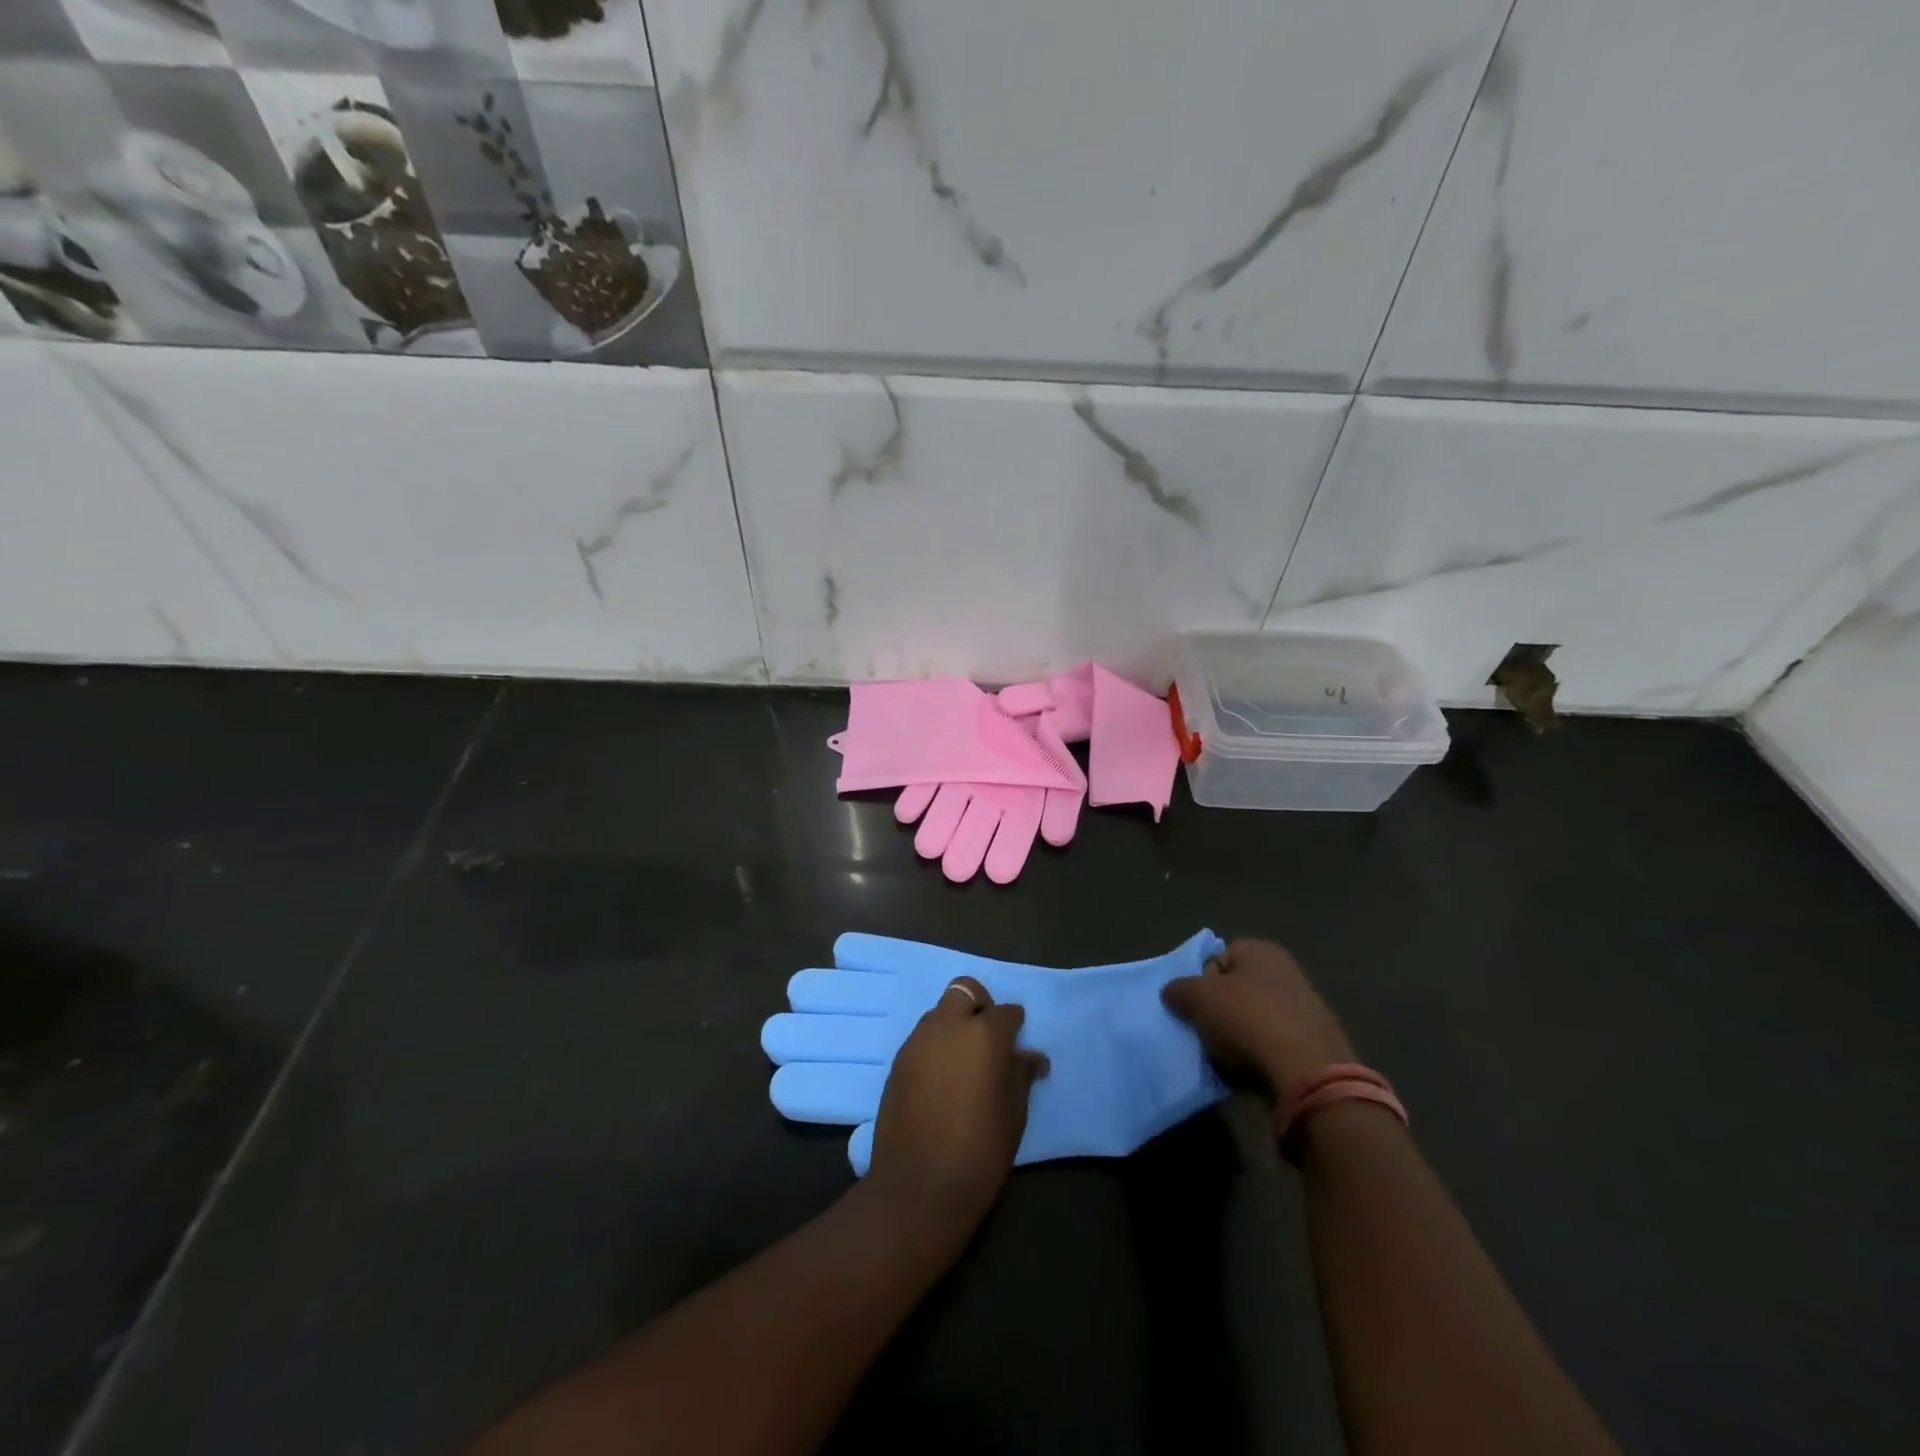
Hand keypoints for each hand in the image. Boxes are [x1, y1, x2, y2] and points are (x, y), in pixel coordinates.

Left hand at [866, 978, 1048, 1231]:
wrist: (918, 1186)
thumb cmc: (979, 1151)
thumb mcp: (1013, 1114)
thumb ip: (1020, 1075)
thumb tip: (1030, 1056)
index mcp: (984, 1035)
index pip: (1006, 1012)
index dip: (1014, 1024)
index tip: (1018, 1041)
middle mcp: (948, 1026)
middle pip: (964, 990)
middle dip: (980, 1004)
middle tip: (988, 1038)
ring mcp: (918, 1041)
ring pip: (940, 1013)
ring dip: (954, 1025)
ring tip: (964, 1061)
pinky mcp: (898, 1061)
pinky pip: (922, 1038)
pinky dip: (936, 1046)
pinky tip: (942, 1077)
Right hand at [1161, 939, 1354, 1095]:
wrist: (1307, 1071)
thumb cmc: (1247, 1018)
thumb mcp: (1197, 997)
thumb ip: (1178, 990)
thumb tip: (1173, 993)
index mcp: (1260, 950)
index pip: (1217, 957)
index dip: (1201, 980)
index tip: (1194, 1005)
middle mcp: (1285, 971)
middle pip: (1236, 989)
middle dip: (1218, 1010)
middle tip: (1205, 1032)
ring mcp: (1304, 1008)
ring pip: (1253, 1019)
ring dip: (1236, 1036)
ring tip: (1225, 1056)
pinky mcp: (1314, 1044)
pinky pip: (1273, 1045)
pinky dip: (1259, 1056)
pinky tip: (1249, 1071)